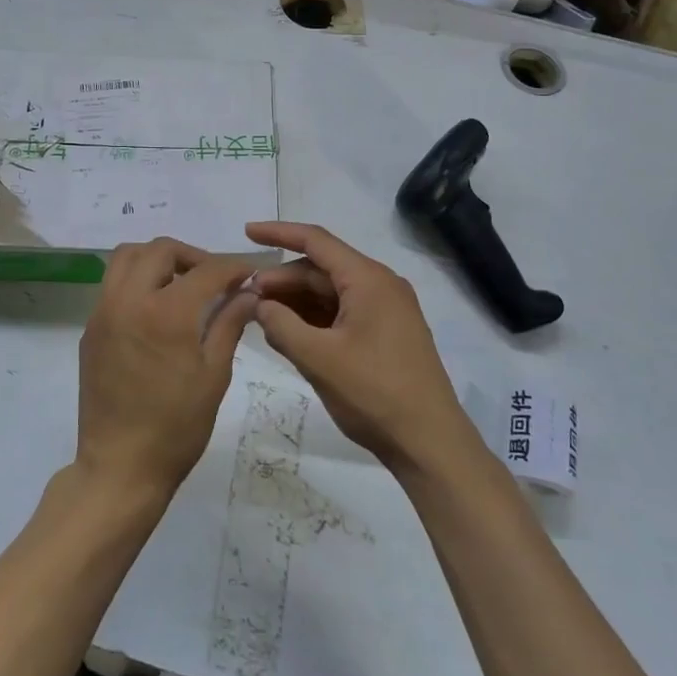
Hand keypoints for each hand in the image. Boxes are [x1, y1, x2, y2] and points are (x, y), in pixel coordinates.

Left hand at [76, 238, 255, 502]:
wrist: (120, 467)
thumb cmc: (176, 427)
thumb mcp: (214, 375)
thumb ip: (229, 323)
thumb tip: (248, 293)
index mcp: (166, 312)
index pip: (206, 271)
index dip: (233, 268)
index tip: (248, 275)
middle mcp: (129, 300)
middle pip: (160, 250)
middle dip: (192, 256)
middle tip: (213, 278)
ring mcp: (103, 313)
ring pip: (127, 258)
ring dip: (157, 259)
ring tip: (180, 284)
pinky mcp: (90, 329)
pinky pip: (112, 285)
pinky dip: (136, 280)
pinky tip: (155, 310)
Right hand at [247, 222, 475, 476]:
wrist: (430, 443)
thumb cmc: (374, 393)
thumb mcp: (318, 358)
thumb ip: (281, 324)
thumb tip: (258, 302)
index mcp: (368, 279)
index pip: (316, 241)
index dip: (278, 233)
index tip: (246, 232)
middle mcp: (380, 285)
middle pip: (321, 269)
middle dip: (283, 279)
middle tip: (246, 297)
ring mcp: (386, 310)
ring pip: (330, 293)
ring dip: (296, 301)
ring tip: (261, 317)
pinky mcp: (386, 333)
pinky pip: (342, 313)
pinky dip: (314, 319)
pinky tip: (289, 334)